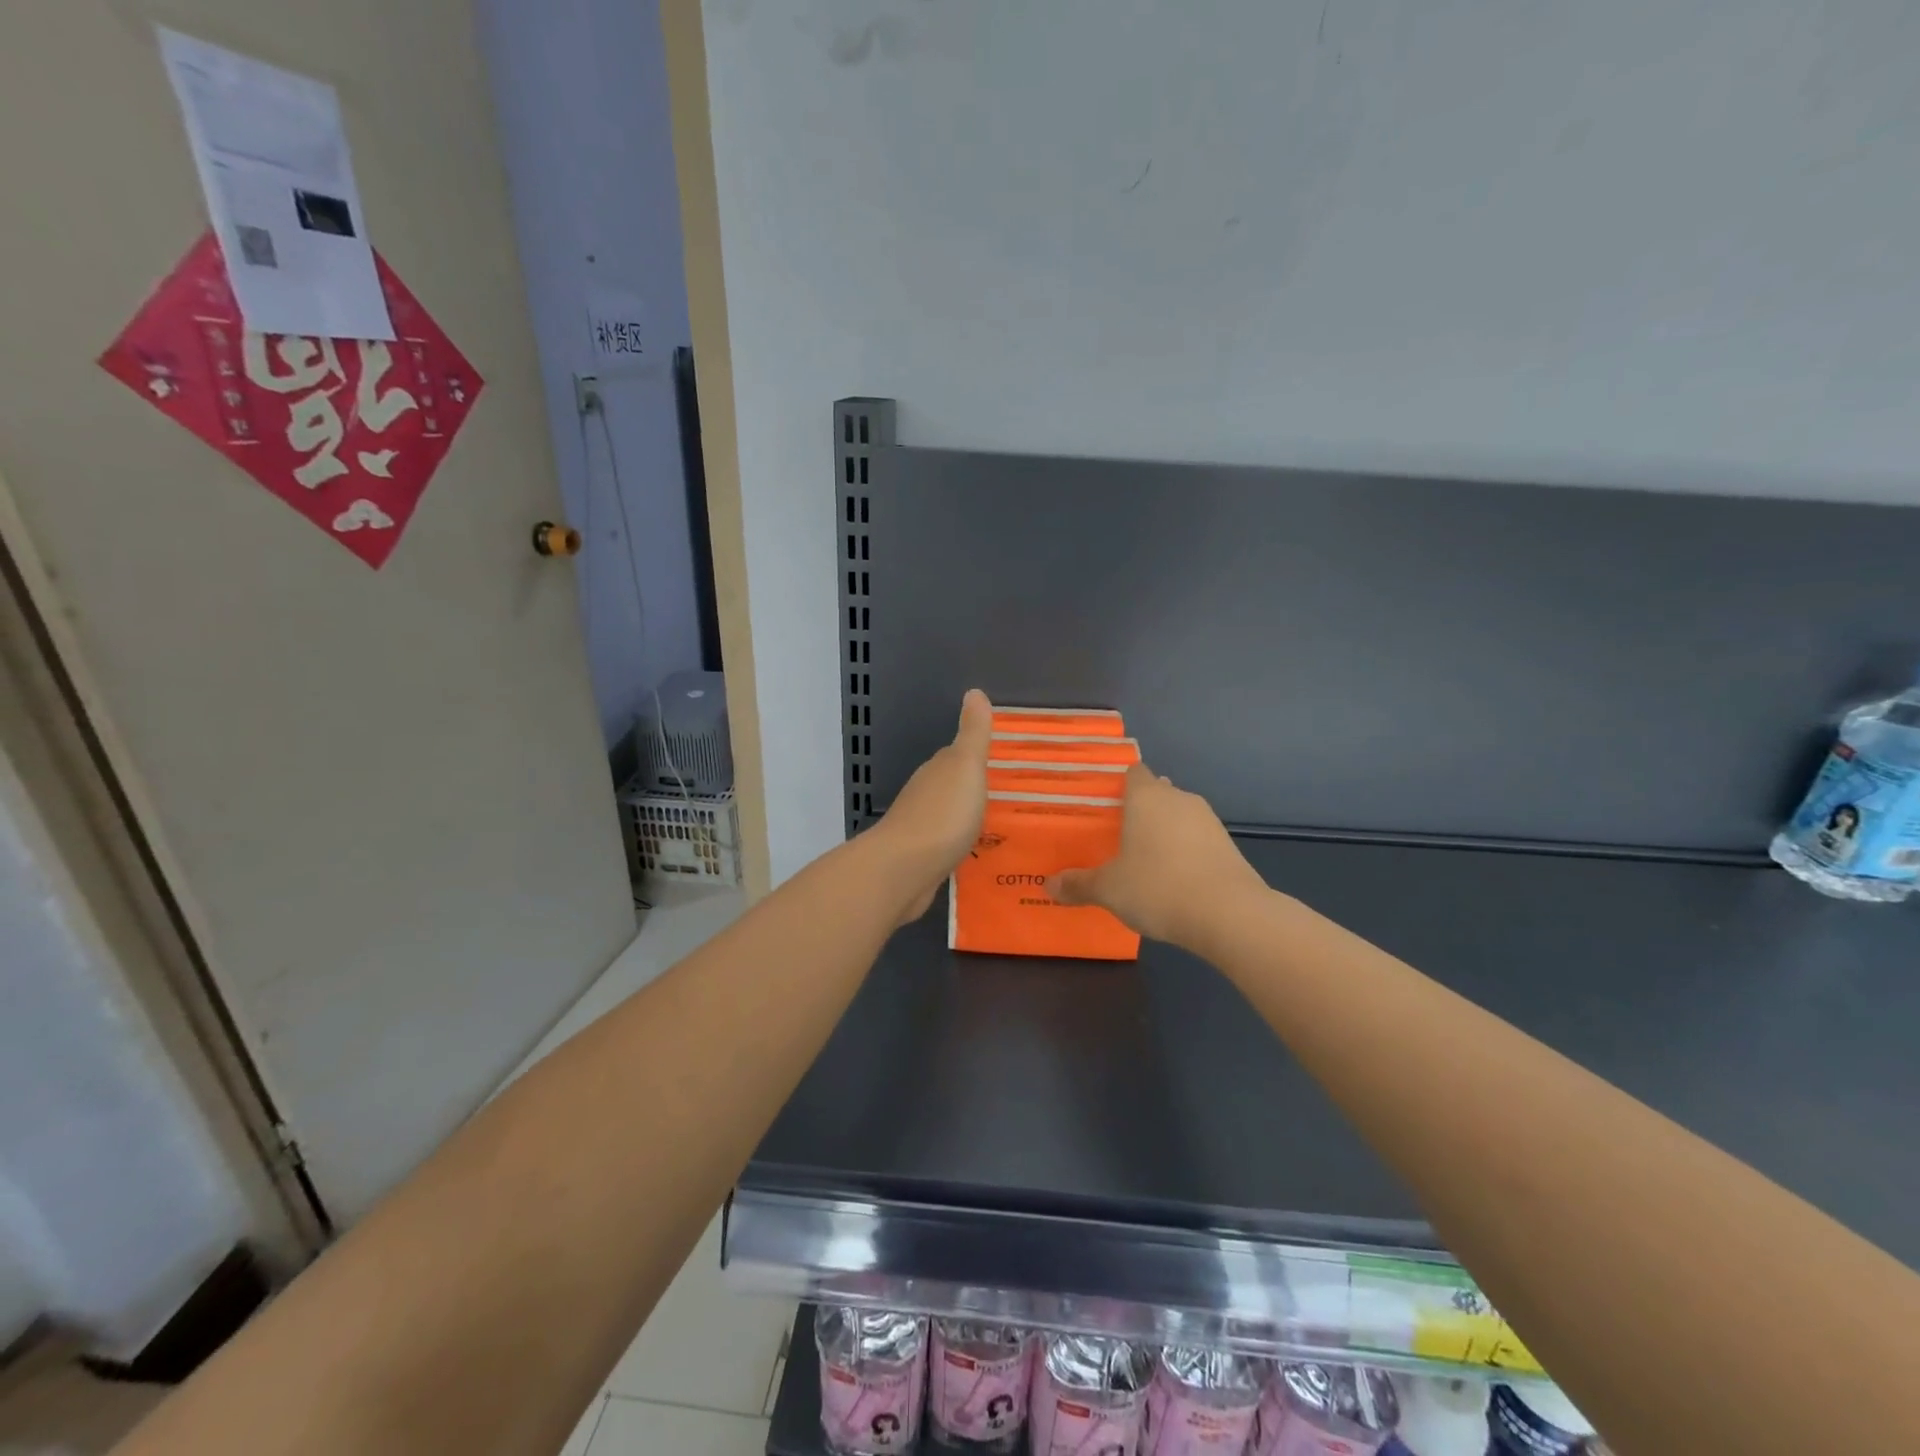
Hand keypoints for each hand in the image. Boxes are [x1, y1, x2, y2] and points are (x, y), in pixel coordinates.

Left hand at [871, 690, 992, 923]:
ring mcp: (921, 828)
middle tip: (1014, 798)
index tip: (1007, 765)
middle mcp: (927, 795)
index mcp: (939, 770)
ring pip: (951, 817)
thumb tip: (974, 691)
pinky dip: (962, 845)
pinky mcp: (922, 859)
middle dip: (978, 790)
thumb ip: (973, 733)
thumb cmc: (942, 814)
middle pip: (955, 787)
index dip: (981, 758)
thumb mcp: (966, 766)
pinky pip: (949, 846)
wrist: (904, 869)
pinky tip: (980, 854)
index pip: (959, 756)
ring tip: (1003, 828)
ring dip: (969, 819)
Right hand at [1047, 763, 1266, 947]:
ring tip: (1144, 860)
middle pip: (1156, 793)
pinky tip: (1174, 879)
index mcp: (1146, 796)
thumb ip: (1078, 884)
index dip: (1118, 785)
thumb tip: (1048, 885)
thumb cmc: (1158, 887)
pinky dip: (1185, 852)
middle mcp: (1178, 798)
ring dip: (1164, 832)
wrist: (1229, 915)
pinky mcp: (1228, 846)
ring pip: (1178, 816)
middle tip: (1116, 836)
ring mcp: (1208, 821)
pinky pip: (1197, 840)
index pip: (1132, 772)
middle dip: (1139, 811)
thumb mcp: (1108, 890)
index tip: (1102, 805)